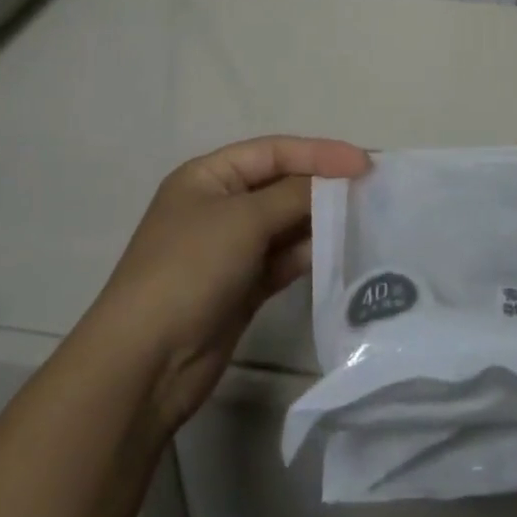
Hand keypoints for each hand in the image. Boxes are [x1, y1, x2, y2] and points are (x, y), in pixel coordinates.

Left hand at [87, 136, 369, 437]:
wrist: (144, 365)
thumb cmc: (189, 270)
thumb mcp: (243, 220)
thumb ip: (294, 195)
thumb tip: (337, 182)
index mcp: (208, 176)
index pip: (274, 151)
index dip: (320, 153)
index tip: (364, 163)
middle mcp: (219, 206)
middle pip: (281, 185)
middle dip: (323, 185)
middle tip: (372, 189)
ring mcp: (230, 249)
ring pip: (286, 223)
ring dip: (321, 220)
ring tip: (365, 218)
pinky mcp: (242, 287)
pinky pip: (284, 259)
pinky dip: (309, 254)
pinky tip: (340, 252)